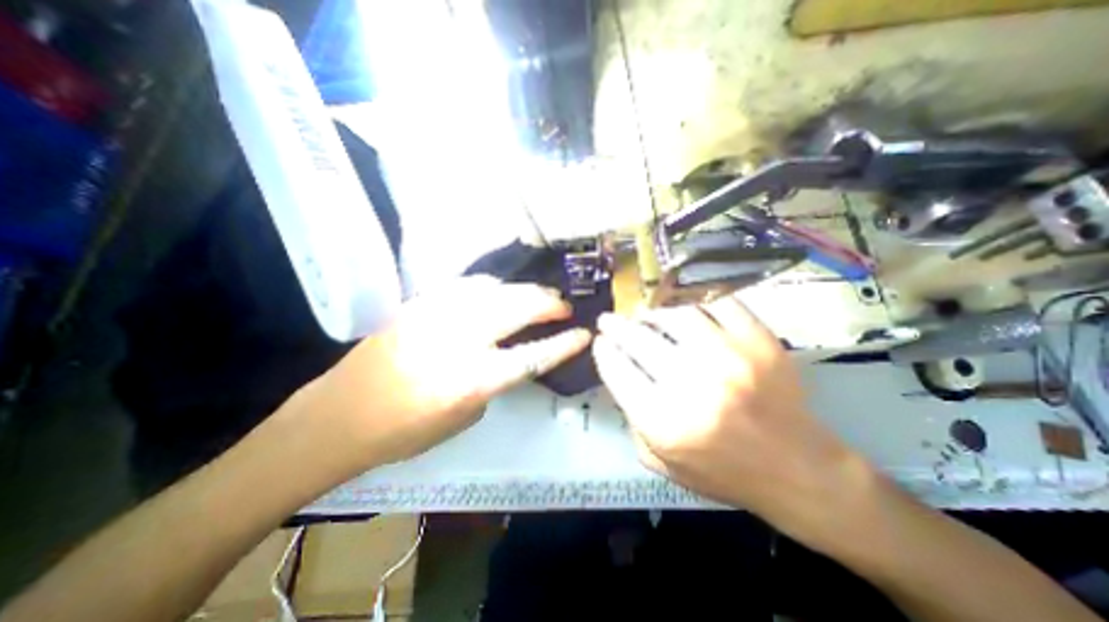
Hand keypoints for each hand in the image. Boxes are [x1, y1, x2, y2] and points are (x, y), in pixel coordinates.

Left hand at [286, 274, 598, 473]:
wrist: (340, 415)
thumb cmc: (405, 431)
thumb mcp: (464, 418)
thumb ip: (493, 382)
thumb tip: (508, 354)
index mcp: (472, 379)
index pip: (532, 355)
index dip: (563, 342)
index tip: (584, 332)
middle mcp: (458, 339)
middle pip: (517, 308)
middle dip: (548, 304)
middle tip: (563, 306)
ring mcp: (436, 314)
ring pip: (495, 288)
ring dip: (523, 290)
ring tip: (538, 296)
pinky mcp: (420, 304)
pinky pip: (467, 285)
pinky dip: (491, 286)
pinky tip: (499, 291)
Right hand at [598, 296, 864, 532]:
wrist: (799, 471)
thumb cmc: (724, 472)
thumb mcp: (661, 461)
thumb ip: (632, 421)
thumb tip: (620, 375)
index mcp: (664, 421)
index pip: (616, 369)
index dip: (603, 350)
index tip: (601, 342)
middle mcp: (693, 385)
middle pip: (638, 338)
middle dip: (616, 326)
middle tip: (610, 320)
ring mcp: (730, 358)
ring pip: (676, 315)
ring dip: (653, 312)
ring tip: (646, 316)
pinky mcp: (759, 341)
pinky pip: (718, 304)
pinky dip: (695, 301)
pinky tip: (685, 310)